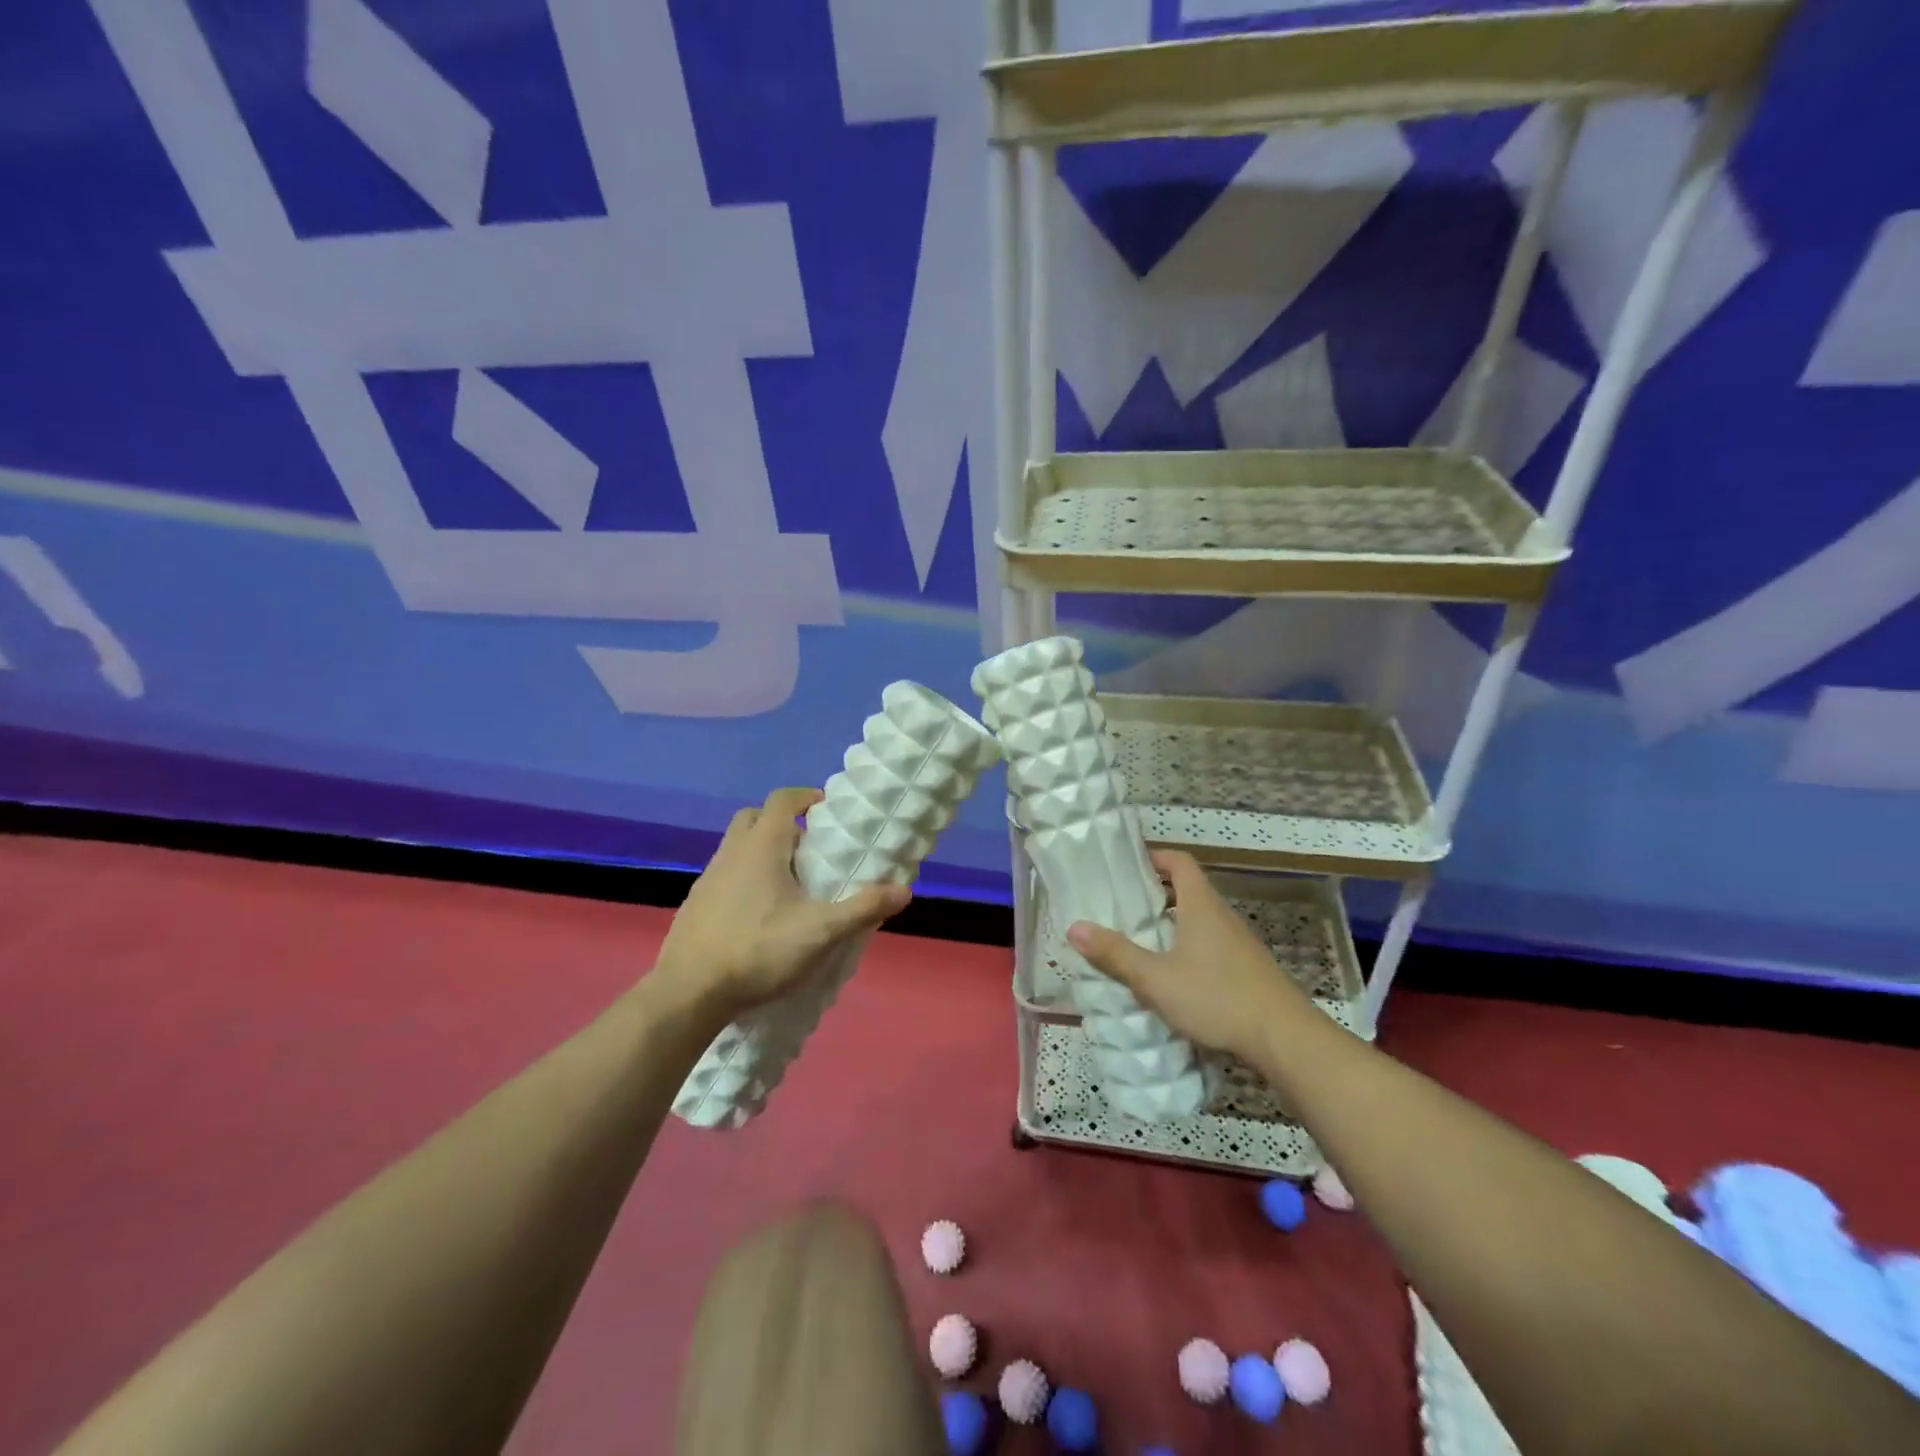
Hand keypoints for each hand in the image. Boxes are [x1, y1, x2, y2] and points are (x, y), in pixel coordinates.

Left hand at [650, 788, 910, 1021]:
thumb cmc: (759, 950)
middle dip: (782, 823)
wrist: (688, 993)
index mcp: (761, 846)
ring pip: (737, 847)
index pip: (783, 800)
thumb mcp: (821, 932)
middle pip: (755, 818)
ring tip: (789, 885)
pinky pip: (725, 876)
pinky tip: (760, 914)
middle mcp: (731, 852)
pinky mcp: (695, 904)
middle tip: (809, 849)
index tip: (828, 812)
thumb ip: (863, 908)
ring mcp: (708, 878)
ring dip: (762, 852)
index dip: (806, 798)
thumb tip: (904, 890)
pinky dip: (744, 879)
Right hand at [1065, 850, 1315, 1064]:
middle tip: (1124, 908)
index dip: (1155, 857)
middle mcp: (1222, 916)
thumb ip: (1115, 954)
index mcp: (1201, 906)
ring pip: (1201, 920)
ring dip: (1173, 924)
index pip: (1180, 862)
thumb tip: (1074, 927)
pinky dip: (1190, 948)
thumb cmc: (1217, 998)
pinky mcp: (1248, 970)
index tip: (1128, 866)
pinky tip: (1174, 978)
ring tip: (1142, 942)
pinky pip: (1213, 945)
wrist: (1285, 1039)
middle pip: (1189, 890)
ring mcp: (1240, 944)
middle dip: (1157, 894)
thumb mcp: (1156, 979)